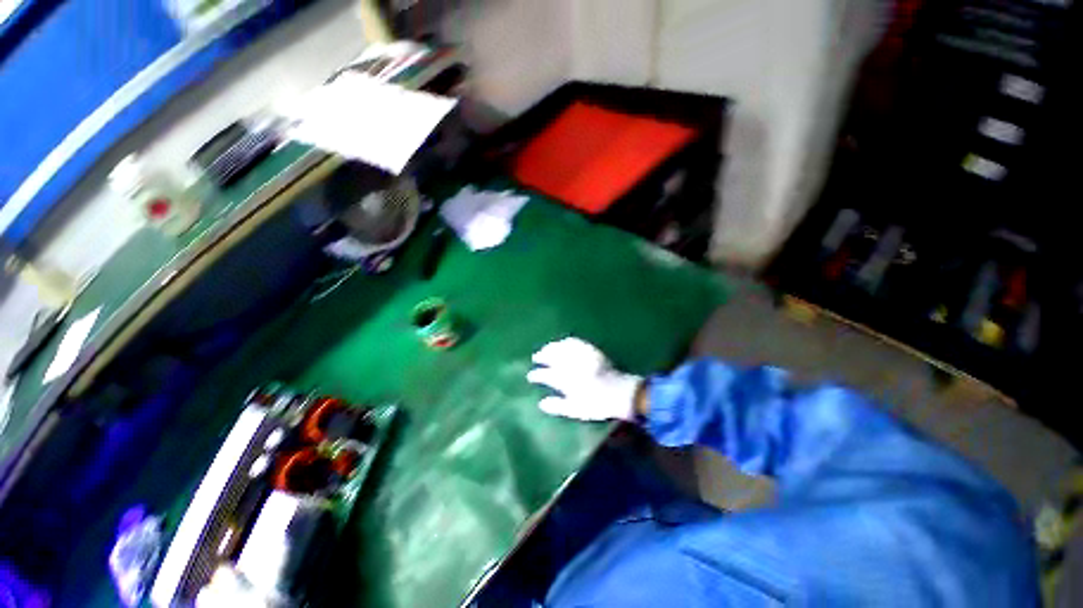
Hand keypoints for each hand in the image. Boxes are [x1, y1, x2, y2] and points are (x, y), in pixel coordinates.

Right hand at [527, 338, 642, 421]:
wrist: (620, 392)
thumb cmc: (596, 404)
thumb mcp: (576, 410)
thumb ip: (557, 406)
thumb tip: (541, 403)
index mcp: (565, 380)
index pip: (546, 375)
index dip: (537, 375)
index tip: (531, 376)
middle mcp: (570, 365)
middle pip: (551, 357)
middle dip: (542, 356)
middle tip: (536, 357)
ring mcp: (580, 355)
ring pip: (561, 347)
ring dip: (551, 347)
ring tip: (546, 348)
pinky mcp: (590, 350)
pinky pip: (574, 342)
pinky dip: (565, 342)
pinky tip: (563, 342)